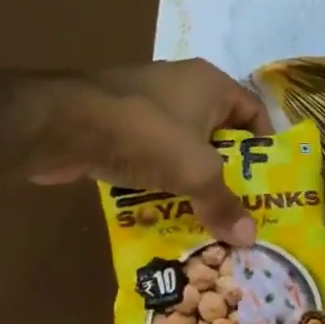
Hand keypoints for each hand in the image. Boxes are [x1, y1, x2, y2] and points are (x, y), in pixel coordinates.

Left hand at [11, 59, 272, 243]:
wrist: (59, 125)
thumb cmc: (145, 134)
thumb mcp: (196, 172)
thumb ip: (224, 204)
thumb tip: (249, 239)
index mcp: (210, 83)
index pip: (253, 111)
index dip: (265, 145)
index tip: (265, 181)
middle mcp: (181, 86)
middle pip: (219, 132)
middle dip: (228, 171)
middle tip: (238, 206)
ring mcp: (144, 102)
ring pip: (183, 146)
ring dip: (192, 178)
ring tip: (203, 213)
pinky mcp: (114, 122)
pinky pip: (150, 153)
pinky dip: (159, 178)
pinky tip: (162, 207)